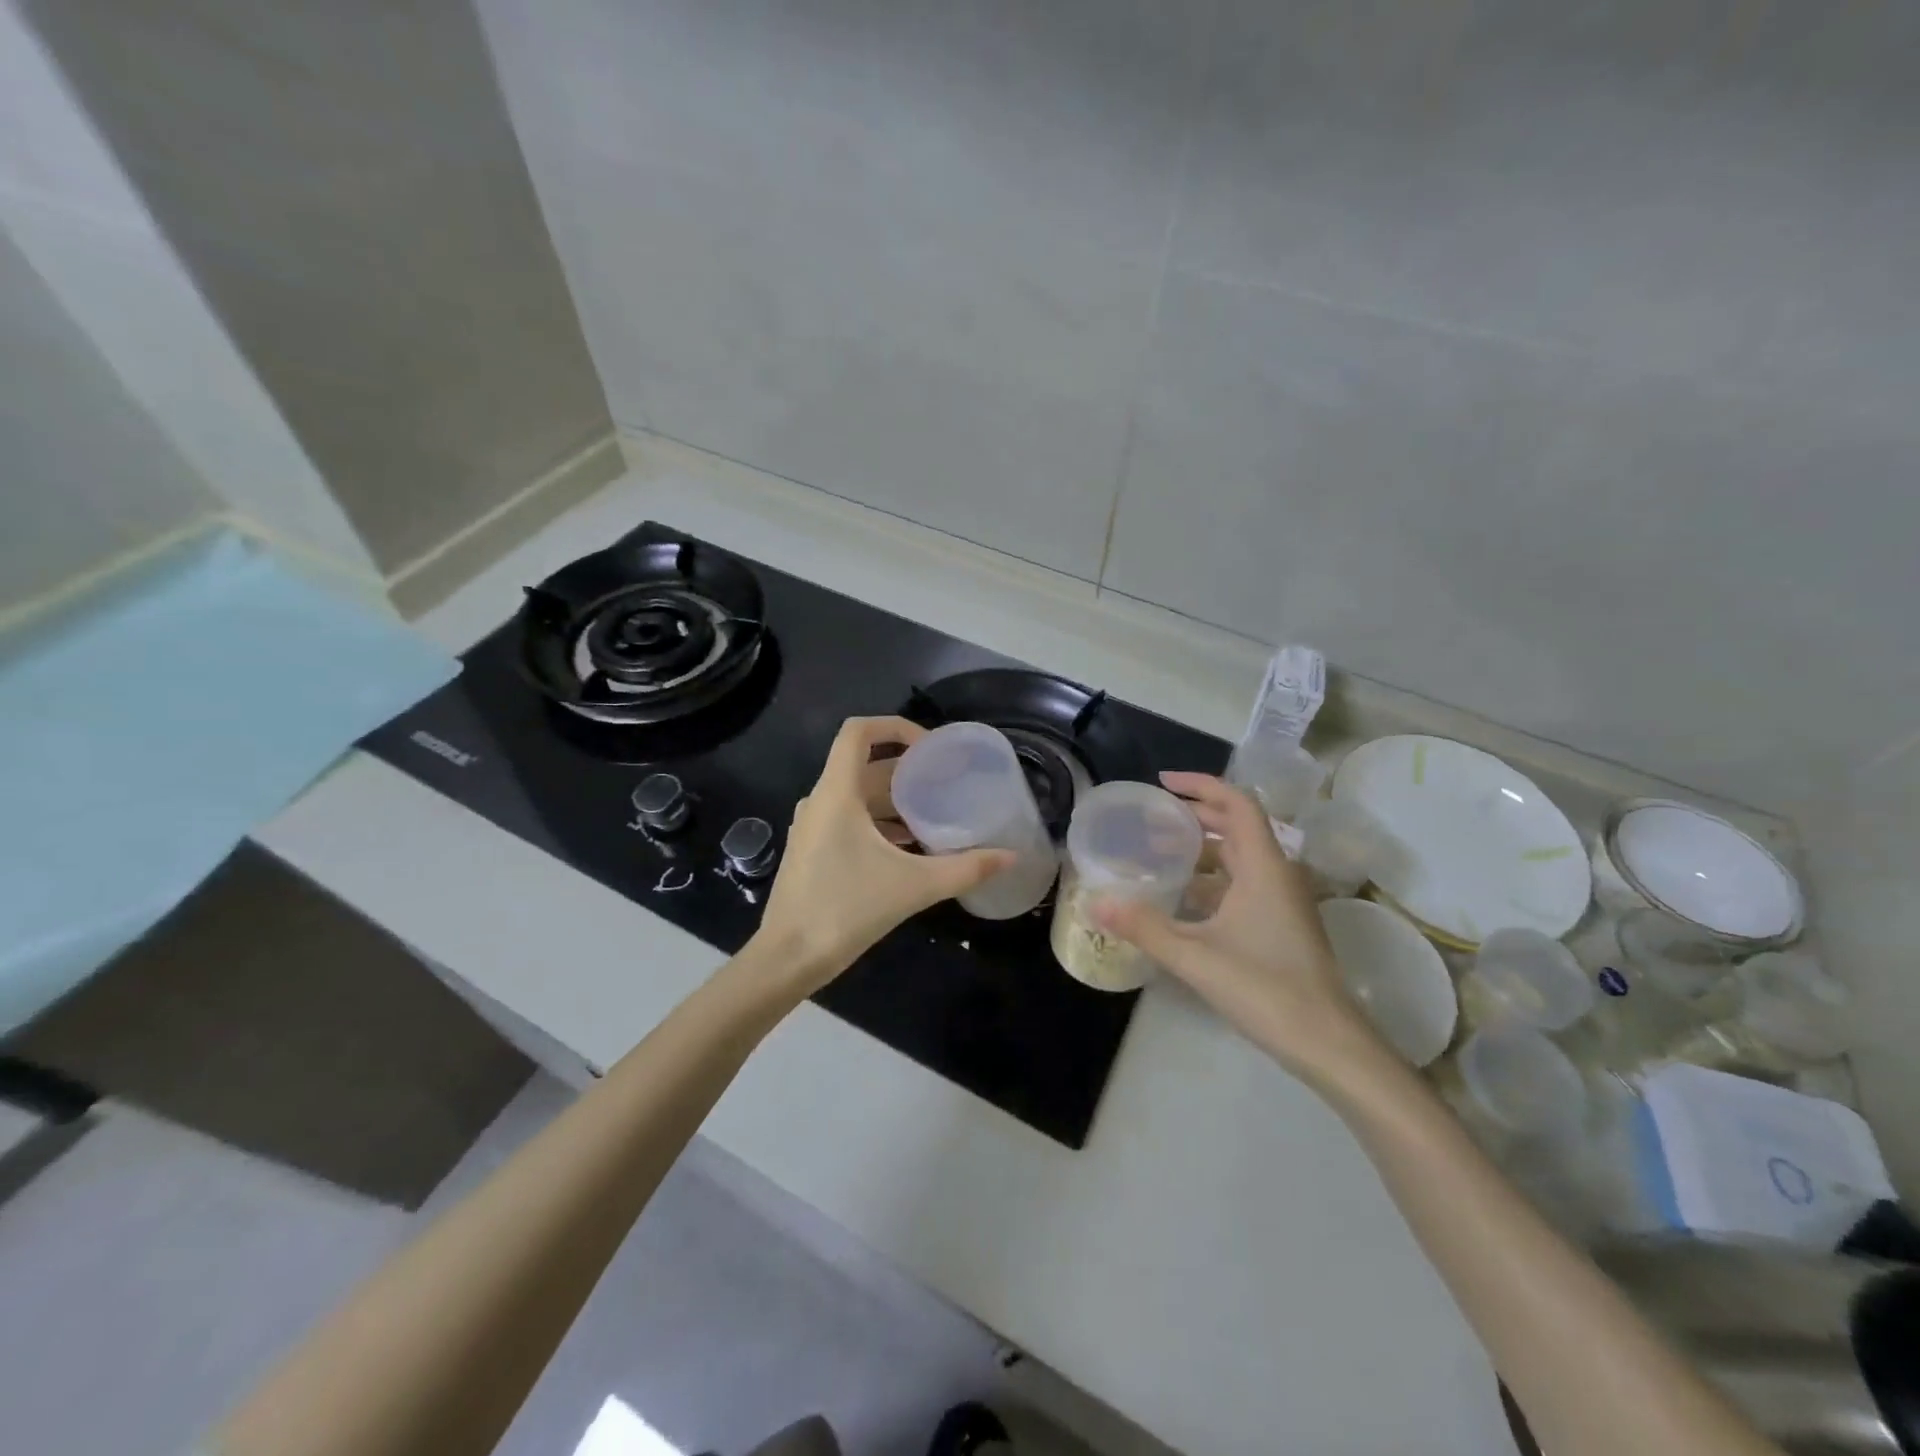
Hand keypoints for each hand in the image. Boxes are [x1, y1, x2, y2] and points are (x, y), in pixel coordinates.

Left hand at [749, 716, 1014, 998]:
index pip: (858, 732)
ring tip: (935, 815)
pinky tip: (909, 848)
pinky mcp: (813, 850)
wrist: (788, 958)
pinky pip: (849, 820)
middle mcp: (820, 800)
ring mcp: (813, 826)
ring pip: (858, 796)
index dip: (895, 726)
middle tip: (946, 782)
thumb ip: (965, 869)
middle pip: (865, 766)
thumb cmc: (846, 909)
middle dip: (907, 770)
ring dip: (895, 800)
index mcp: (837, 792)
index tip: (931, 748)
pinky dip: (879, 823)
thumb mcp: (913, 886)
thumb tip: (1010, 857)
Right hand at [1094, 772, 1388, 1084]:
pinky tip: (1180, 899)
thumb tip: (1096, 902)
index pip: (1236, 803)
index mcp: (1263, 866)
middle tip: (1150, 819)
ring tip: (1156, 854)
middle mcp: (1276, 874)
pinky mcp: (1280, 924)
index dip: (1200, 785)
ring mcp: (1282, 900)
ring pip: (1238, 857)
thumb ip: (1144, 927)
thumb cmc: (1265, 988)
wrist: (1328, 1043)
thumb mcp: (1196, 956)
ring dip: (1200, 850)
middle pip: (1236, 826)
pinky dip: (1210, 880)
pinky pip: (1241, 884)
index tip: (1162, 783)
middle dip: (1193, 816)